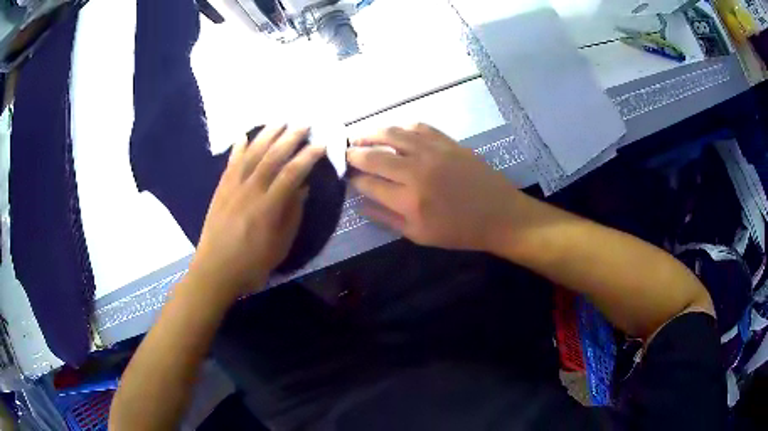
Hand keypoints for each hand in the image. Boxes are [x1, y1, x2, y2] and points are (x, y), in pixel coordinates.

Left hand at [188, 125, 325, 300]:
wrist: (214, 270)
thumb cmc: (251, 264)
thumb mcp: (280, 246)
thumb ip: (292, 215)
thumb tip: (302, 188)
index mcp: (268, 207)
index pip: (291, 173)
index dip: (308, 157)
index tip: (321, 145)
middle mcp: (250, 190)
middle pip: (272, 157)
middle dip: (290, 138)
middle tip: (304, 124)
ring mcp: (233, 187)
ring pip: (251, 154)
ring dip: (266, 135)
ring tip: (280, 121)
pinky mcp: (220, 189)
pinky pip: (230, 163)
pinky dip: (237, 148)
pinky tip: (243, 135)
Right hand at [347, 123, 523, 251]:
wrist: (499, 215)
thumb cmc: (459, 231)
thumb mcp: (419, 235)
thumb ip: (387, 219)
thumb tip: (360, 203)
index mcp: (408, 201)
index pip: (368, 183)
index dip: (352, 178)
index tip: (345, 175)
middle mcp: (416, 172)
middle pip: (374, 156)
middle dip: (353, 153)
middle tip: (344, 152)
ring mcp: (433, 152)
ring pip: (393, 134)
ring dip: (371, 133)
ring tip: (360, 136)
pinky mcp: (448, 142)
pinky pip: (418, 126)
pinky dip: (401, 127)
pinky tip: (395, 131)